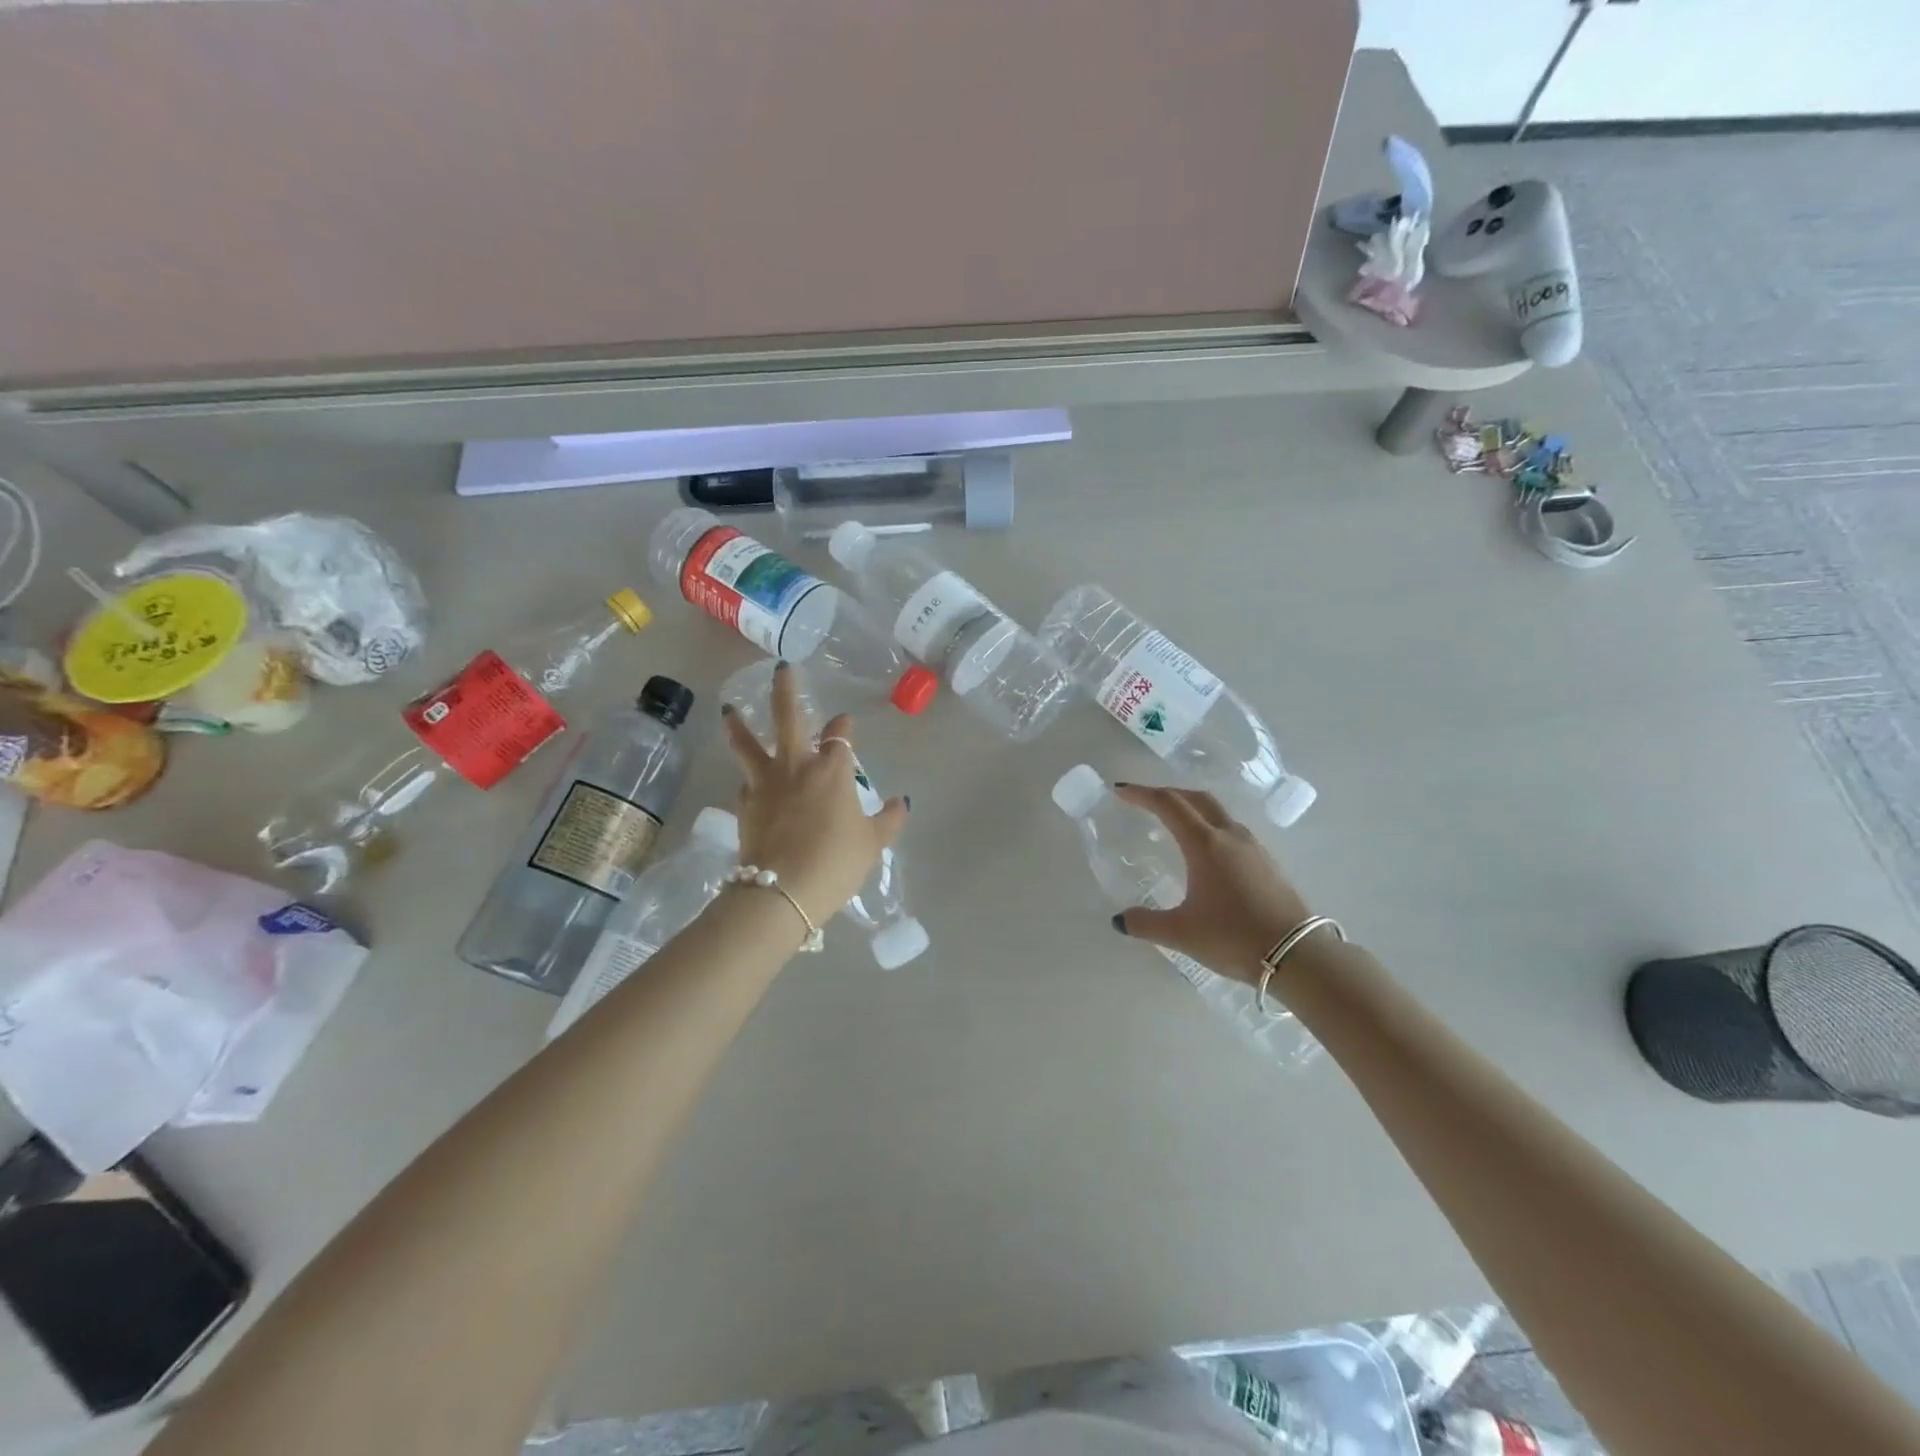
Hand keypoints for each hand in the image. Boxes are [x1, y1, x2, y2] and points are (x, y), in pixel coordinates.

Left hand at [720, 661, 908, 925]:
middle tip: (781, 669)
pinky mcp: (745, 805)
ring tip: (728, 711)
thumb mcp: (872, 843)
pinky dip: (748, 777)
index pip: (839, 736)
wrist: (782, 890)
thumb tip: (902, 802)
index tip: (844, 721)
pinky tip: (748, 780)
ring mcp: (766, 784)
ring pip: (748, 744)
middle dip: (786, 690)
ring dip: (739, 725)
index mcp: (832, 770)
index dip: (843, 726)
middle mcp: (797, 766)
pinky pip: (746, 782)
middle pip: (788, 717)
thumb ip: (888, 819)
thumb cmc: (836, 862)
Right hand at [1111, 784, 1312, 986]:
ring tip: (1174, 823)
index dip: (1141, 794)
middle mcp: (1229, 836)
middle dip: (1168, 793)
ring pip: (1217, 813)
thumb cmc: (1233, 937)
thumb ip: (1145, 923)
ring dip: (1192, 808)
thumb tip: (1119, 920)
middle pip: (1196, 798)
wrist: (1298, 955)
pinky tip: (1207, 852)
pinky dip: (1210, 826)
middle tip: (1145, 800)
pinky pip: (1232, 830)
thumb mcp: (1181, 933)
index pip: (1168, 805)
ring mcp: (1253, 847)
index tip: (1120, 790)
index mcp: (1204, 844)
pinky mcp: (1268, 863)